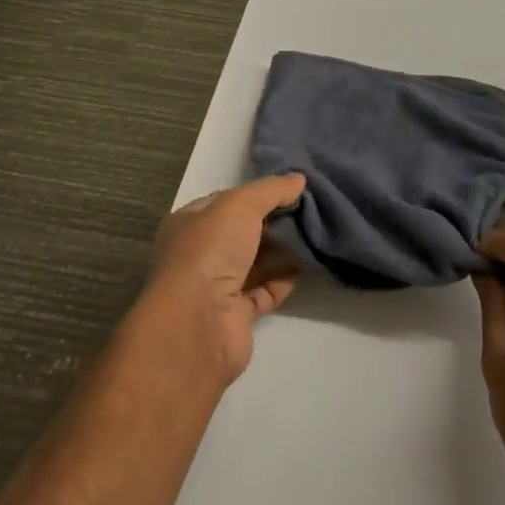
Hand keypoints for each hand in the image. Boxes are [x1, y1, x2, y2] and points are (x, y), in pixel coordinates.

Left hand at [145, 174, 305, 384]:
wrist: (198, 324)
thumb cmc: (210, 252)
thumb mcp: (240, 205)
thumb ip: (271, 190)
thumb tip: (298, 179)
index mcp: (189, 223)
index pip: (225, 201)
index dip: (256, 194)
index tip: (290, 189)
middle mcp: (199, 254)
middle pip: (243, 232)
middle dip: (273, 222)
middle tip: (309, 210)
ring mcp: (216, 287)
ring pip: (255, 262)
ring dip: (282, 251)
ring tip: (315, 234)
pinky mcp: (236, 316)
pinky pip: (265, 291)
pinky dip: (284, 280)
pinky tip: (307, 265)